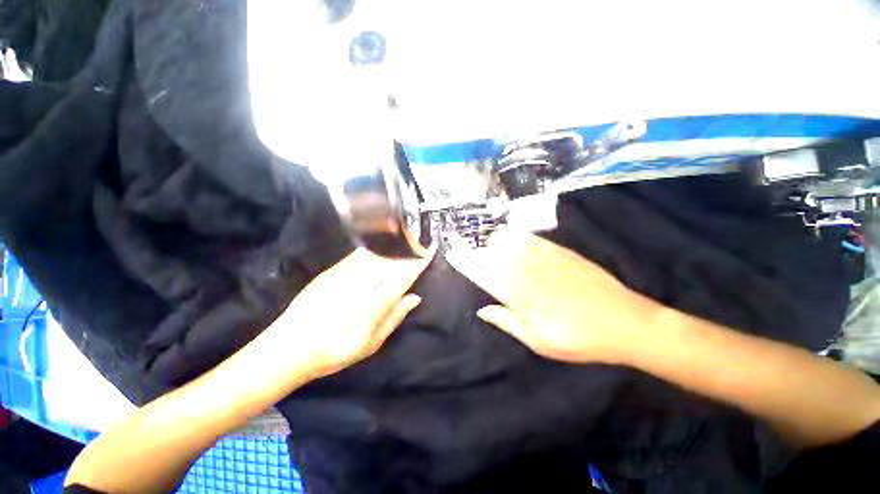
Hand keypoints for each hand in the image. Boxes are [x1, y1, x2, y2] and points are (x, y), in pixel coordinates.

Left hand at [274, 247, 433, 378]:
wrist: (289, 348)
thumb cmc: (335, 352)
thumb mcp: (371, 342)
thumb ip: (394, 317)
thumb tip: (415, 297)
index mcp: (375, 301)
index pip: (403, 276)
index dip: (418, 262)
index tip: (429, 251)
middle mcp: (362, 282)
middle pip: (390, 260)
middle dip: (406, 251)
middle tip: (419, 244)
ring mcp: (344, 274)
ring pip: (375, 254)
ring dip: (391, 248)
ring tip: (404, 242)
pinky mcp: (331, 272)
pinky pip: (358, 256)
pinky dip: (373, 251)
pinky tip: (379, 249)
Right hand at [445, 230, 662, 363]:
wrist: (626, 323)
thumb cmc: (580, 340)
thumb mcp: (540, 342)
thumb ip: (508, 323)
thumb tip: (482, 310)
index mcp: (523, 300)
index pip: (487, 277)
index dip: (469, 264)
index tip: (455, 255)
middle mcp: (531, 276)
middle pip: (498, 257)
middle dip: (482, 249)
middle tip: (470, 245)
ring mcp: (548, 263)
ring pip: (515, 245)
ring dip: (498, 240)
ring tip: (488, 237)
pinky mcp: (564, 255)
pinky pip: (536, 241)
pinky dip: (521, 236)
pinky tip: (513, 232)